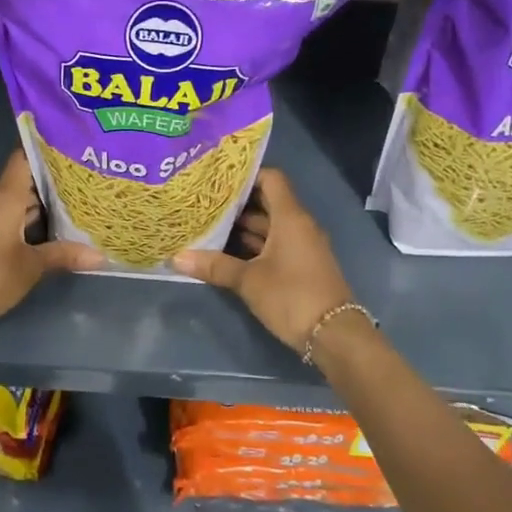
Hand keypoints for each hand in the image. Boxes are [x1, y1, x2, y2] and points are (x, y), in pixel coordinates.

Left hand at [0, 151, 101, 332]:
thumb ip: (64, 255)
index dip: (44, 153)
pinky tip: (41, 236)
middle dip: (47, 187)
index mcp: (3, 196)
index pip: (22, 160)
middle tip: (80, 188)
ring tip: (68, 212)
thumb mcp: (32, 266)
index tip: (68, 152)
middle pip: (19, 183)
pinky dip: (19, 223)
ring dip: (33, 209)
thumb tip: (100, 257)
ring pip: (9, 204)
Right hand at [171, 169, 357, 351]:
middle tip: (205, 203)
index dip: (246, 176)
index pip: (271, 179)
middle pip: (268, 202)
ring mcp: (302, 246)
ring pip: (270, 226)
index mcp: (290, 218)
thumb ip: (215, 266)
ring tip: (210, 226)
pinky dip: (255, 245)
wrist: (334, 335)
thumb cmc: (291, 296)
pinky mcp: (302, 266)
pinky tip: (228, 253)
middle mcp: (299, 226)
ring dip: (244, 227)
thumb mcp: (249, 281)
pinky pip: (276, 245)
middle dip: (238, 204)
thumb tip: (177, 257)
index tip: (218, 180)